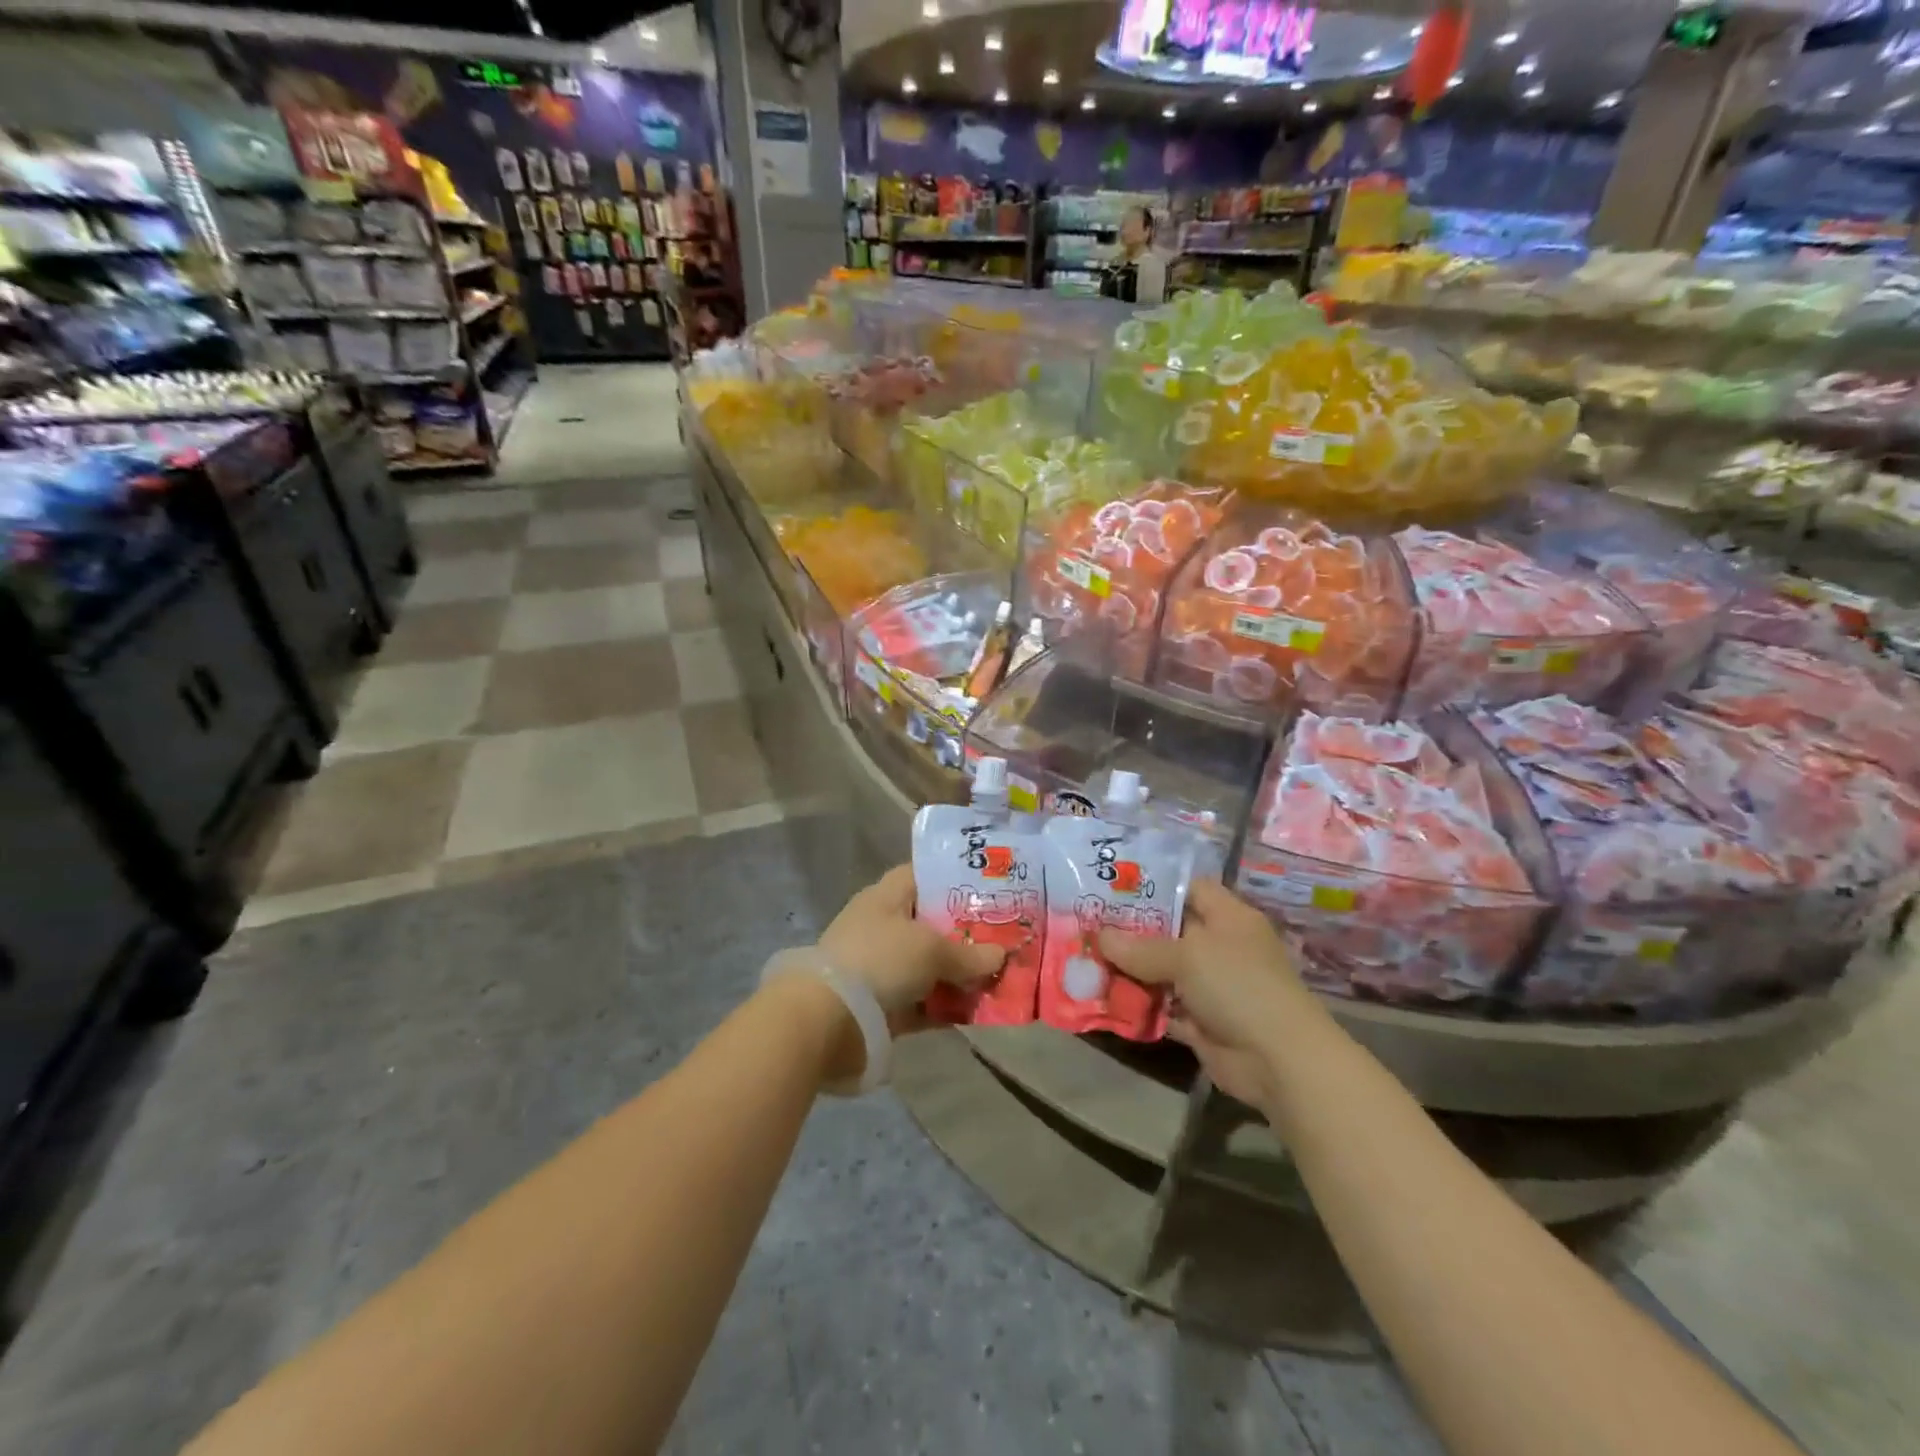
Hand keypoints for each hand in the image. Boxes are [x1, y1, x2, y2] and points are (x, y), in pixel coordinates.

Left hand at [817, 865, 1005, 1032]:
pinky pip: (922, 1002)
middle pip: (931, 924)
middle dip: (966, 934)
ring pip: (929, 966)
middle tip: (1005, 938)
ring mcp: (880, 968)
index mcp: (885, 897)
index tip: (988, 890)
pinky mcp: (882, 1006)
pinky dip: (945, 1007)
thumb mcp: (931, 950)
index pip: (922, 876)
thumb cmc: (880, 961)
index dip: (953, 879)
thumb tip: (1001, 955)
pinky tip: (977, 1012)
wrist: (828, 1019)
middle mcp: (882, 927)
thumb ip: (969, 954)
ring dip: (959, 975)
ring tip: (999, 978)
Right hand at [1097, 879, 1322, 1108]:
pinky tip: (1103, 997)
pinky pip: (1162, 1006)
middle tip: (1088, 924)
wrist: (1278, 1060)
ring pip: (1162, 970)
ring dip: (1129, 970)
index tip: (1114, 887)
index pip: (1190, 888)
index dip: (1155, 885)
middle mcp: (1220, 947)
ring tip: (1085, 959)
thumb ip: (1141, 947)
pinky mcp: (1201, 1021)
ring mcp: (1211, 986)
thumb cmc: (1238, 986)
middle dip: (1131, 930)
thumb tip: (1101, 936)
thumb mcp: (1187, 956)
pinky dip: (1138, 1004)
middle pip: (1169, 930)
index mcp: (1228, 917)